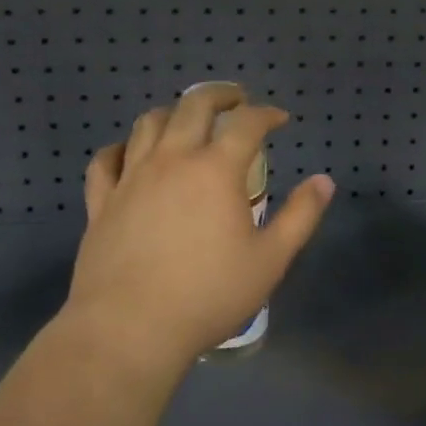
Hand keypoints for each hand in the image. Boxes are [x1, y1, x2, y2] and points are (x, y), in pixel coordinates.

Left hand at [67, 83, 334, 378]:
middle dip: (220, 95)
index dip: (267, 114)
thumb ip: (301, 216)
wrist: (128, 330)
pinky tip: (131, 155)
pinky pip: (106, 160)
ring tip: (187, 121)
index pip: (247, 123)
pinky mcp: (102, 202)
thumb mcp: (270, 260)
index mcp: (216, 170)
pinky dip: (122, 149)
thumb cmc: (208, 295)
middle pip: (194, 105)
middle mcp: (173, 160)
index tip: (280, 119)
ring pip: (149, 123)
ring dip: (174, 112)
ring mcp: (132, 178)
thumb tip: (324, 181)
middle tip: (236, 100)